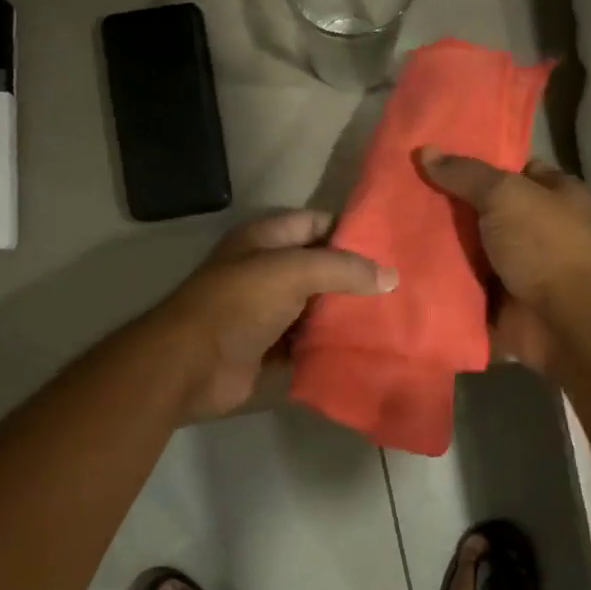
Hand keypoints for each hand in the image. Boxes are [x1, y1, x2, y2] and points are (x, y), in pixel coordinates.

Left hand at [153, 210, 396, 421]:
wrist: (190, 365)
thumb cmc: (237, 305)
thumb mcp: (292, 272)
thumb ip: (342, 269)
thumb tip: (391, 276)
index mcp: (265, 239)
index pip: (316, 223)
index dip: (351, 232)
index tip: (392, 247)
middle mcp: (266, 270)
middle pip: (320, 267)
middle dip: (355, 277)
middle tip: (400, 288)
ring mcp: (266, 311)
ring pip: (316, 307)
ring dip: (345, 314)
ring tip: (391, 318)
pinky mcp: (269, 348)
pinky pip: (307, 342)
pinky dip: (329, 345)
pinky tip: (363, 348)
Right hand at [419, 148, 590, 373]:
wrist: (563, 320)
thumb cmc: (544, 244)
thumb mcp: (505, 195)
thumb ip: (465, 174)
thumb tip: (425, 151)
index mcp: (554, 195)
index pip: (515, 169)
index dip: (479, 162)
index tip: (435, 158)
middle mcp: (538, 230)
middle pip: (486, 211)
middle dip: (450, 206)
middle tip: (402, 192)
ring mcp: (518, 269)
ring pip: (470, 251)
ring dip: (439, 247)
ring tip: (391, 228)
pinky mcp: (499, 303)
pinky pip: (462, 287)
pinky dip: (439, 283)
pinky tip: (400, 268)